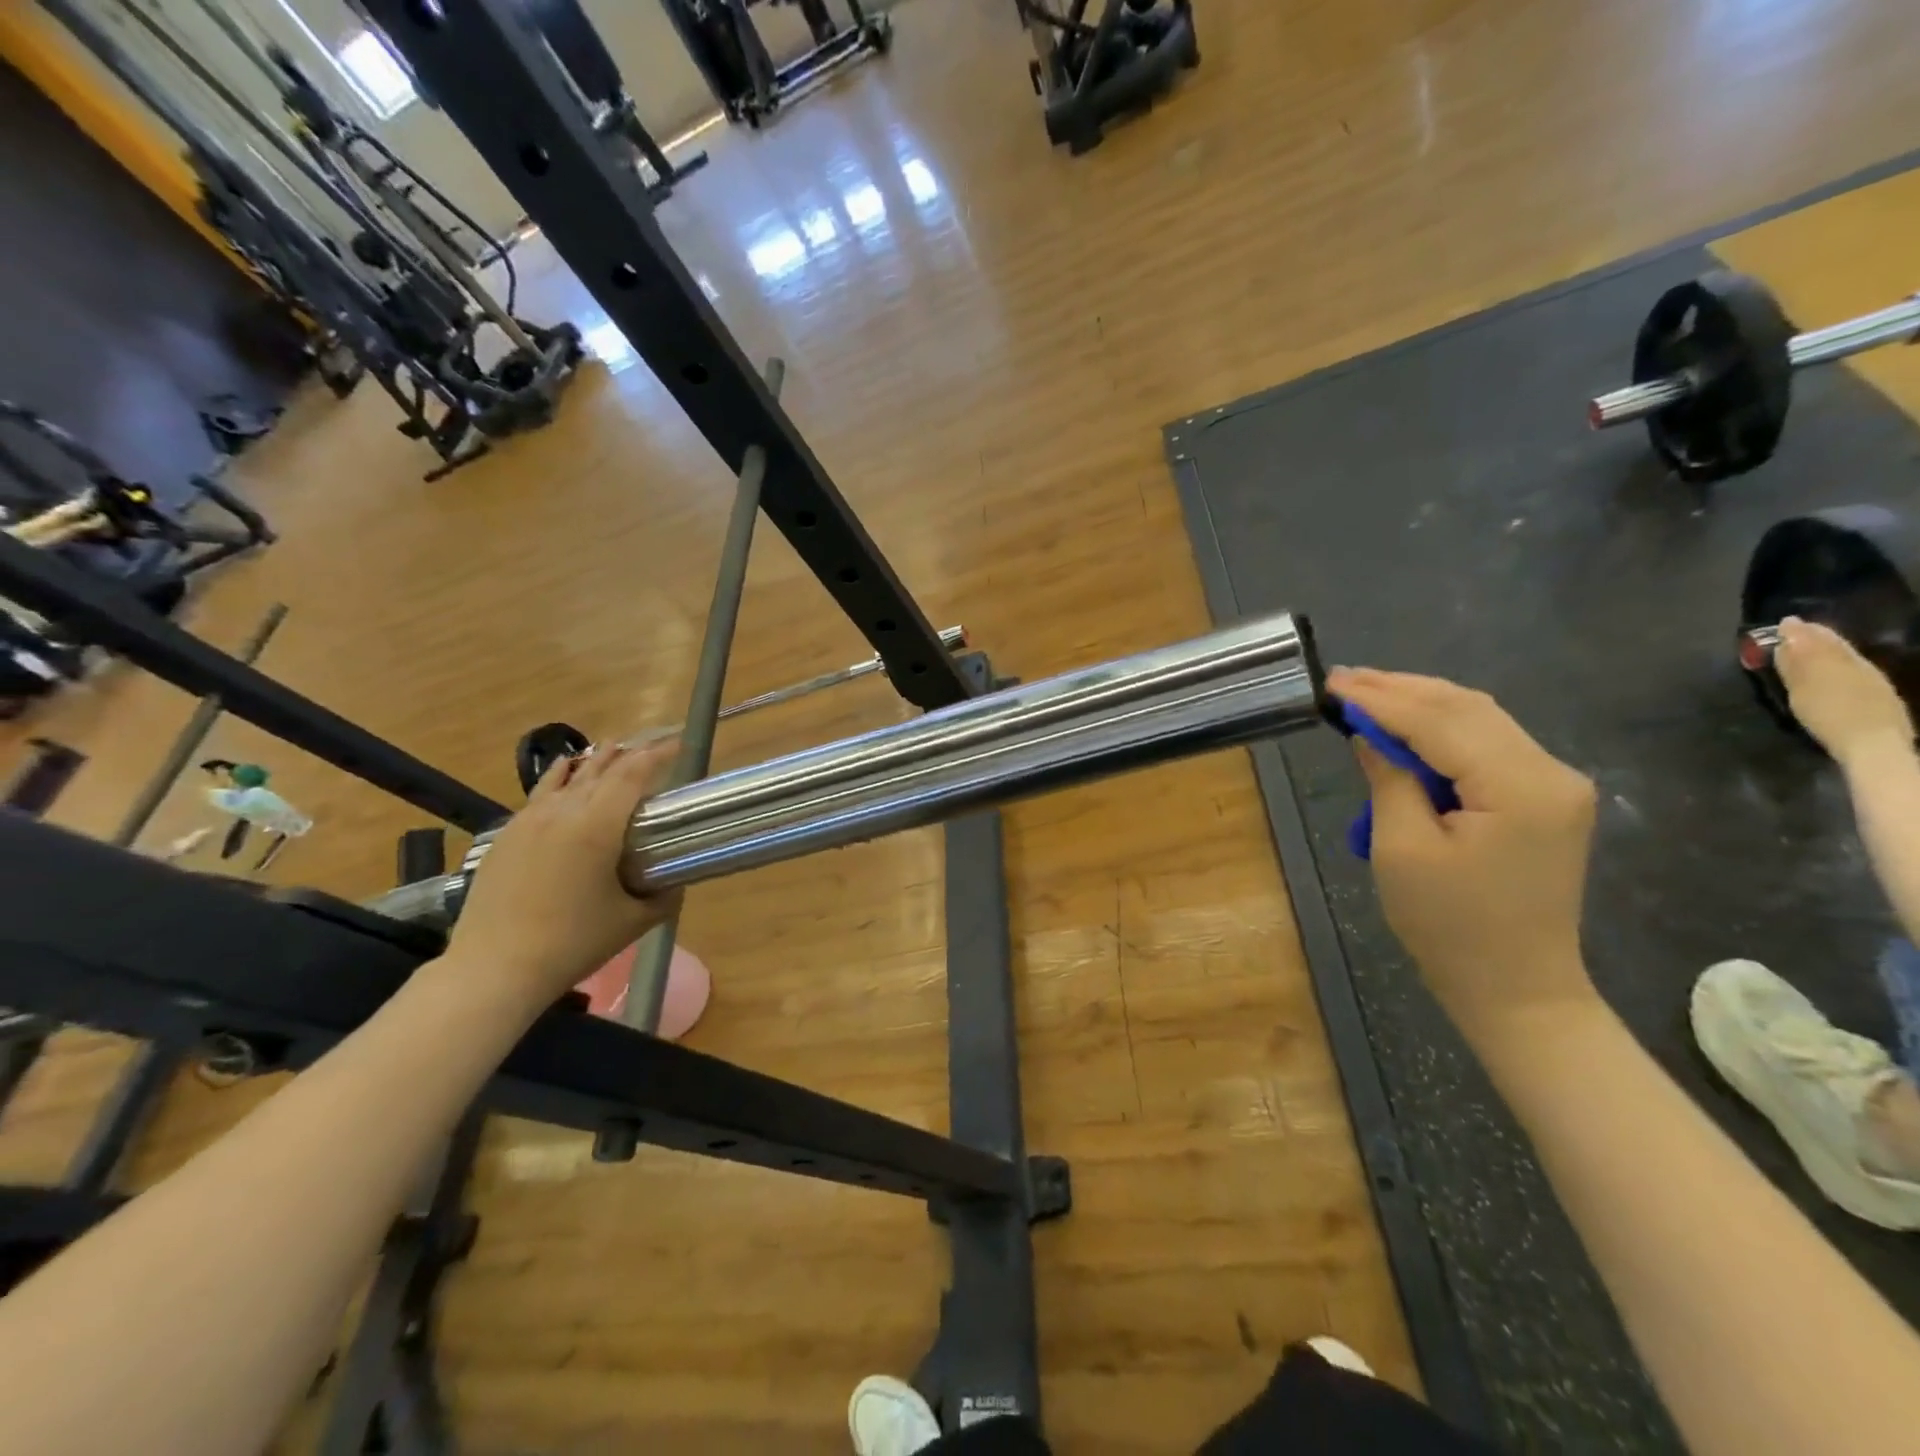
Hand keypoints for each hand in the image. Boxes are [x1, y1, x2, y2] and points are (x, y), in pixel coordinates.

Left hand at [445, 739, 681, 1007]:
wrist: (494, 968)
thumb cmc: (572, 943)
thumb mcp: (633, 922)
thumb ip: (663, 896)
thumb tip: (676, 881)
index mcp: (597, 827)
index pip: (633, 775)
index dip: (657, 755)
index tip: (678, 744)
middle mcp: (562, 812)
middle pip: (600, 770)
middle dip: (629, 754)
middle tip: (652, 745)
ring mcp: (528, 821)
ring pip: (567, 777)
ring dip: (594, 761)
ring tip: (612, 746)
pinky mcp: (506, 836)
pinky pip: (539, 794)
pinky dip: (559, 777)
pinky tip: (563, 772)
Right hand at [1329, 668, 1598, 1038]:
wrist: (1517, 988)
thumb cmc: (1450, 926)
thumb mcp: (1402, 849)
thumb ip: (1388, 780)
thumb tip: (1368, 735)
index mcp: (1520, 787)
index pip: (1439, 722)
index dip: (1381, 699)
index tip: (1332, 683)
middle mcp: (1551, 772)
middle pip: (1467, 708)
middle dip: (1400, 690)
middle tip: (1342, 680)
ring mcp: (1555, 784)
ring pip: (1480, 719)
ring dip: (1420, 703)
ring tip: (1365, 692)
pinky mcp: (1545, 797)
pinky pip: (1488, 744)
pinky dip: (1441, 729)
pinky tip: (1405, 725)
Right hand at [1773, 616, 1914, 767]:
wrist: (1874, 744)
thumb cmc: (1830, 716)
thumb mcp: (1803, 691)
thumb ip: (1795, 665)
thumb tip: (1785, 641)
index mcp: (1837, 660)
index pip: (1816, 639)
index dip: (1799, 630)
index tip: (1784, 621)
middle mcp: (1857, 664)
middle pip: (1835, 645)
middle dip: (1815, 635)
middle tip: (1796, 628)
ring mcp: (1871, 679)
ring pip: (1846, 655)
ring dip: (1828, 646)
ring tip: (1811, 644)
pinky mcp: (1878, 693)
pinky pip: (1855, 667)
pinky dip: (1840, 660)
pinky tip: (1834, 667)